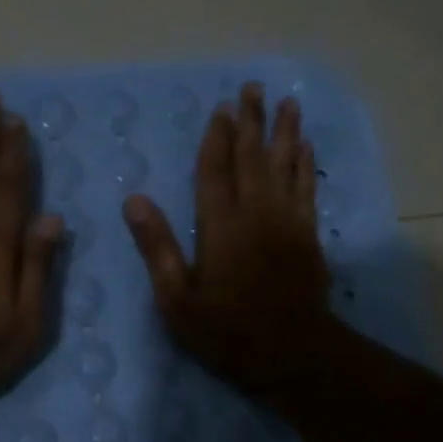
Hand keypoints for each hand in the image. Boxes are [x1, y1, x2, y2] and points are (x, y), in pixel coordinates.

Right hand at [122, 81, 334, 395]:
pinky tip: (306, 147)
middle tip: (253, 87)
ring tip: (286, 102)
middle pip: (252, 157)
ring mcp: (287, 222)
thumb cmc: (227, 332)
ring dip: (284, 132)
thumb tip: (134, 200)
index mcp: (220, 226)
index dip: (216, 138)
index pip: (214, 170)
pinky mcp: (308, 235)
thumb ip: (157, 248)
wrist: (293, 354)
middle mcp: (255, 213)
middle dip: (251, 121)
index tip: (221, 108)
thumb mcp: (177, 300)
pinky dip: (306, 164)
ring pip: (285, 165)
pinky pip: (307, 188)